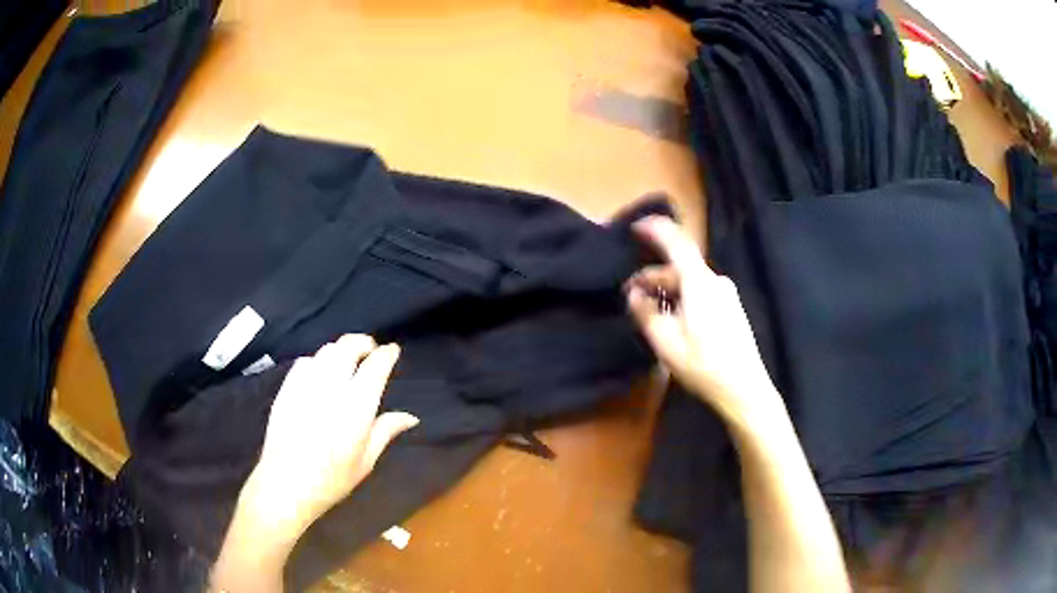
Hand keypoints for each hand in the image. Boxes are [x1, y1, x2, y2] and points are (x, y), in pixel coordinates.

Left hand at [238, 335, 418, 547]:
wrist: (285, 485)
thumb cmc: (331, 480)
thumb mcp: (365, 461)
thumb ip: (385, 431)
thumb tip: (410, 416)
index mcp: (356, 408)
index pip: (375, 367)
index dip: (386, 354)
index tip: (392, 351)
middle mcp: (331, 388)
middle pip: (348, 347)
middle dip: (362, 342)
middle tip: (370, 349)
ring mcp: (305, 385)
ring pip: (326, 351)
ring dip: (341, 349)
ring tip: (347, 359)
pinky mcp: (287, 388)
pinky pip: (305, 362)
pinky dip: (318, 360)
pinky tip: (320, 373)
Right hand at [626, 216, 782, 425]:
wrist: (744, 388)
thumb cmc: (703, 365)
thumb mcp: (665, 342)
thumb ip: (646, 312)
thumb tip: (633, 293)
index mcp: (699, 283)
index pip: (676, 242)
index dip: (655, 229)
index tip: (635, 227)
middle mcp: (715, 281)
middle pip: (679, 266)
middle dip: (653, 276)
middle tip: (631, 295)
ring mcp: (726, 293)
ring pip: (689, 281)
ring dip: (667, 289)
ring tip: (649, 311)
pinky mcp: (730, 307)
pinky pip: (700, 291)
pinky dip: (682, 297)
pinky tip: (673, 319)